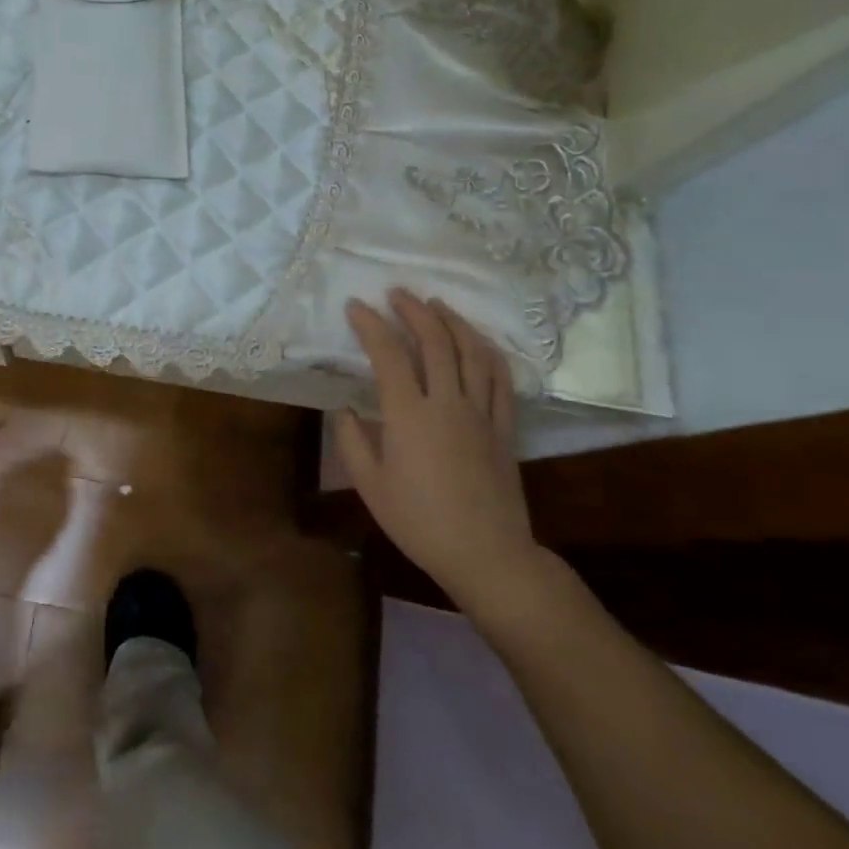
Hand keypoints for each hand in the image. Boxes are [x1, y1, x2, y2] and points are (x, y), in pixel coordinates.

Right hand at [339, 290, 540, 609]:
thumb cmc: (419, 522)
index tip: (356, 307)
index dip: (370, 325)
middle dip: (414, 310)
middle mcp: (447, 403)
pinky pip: (500, 378)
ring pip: (471, 352)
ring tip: (435, 304)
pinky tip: (477, 340)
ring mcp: (480, 412)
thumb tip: (345, 408)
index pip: (388, 355)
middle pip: (434, 342)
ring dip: (452, 321)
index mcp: (409, 415)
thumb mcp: (370, 486)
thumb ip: (352, 441)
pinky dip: (487, 350)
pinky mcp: (504, 426)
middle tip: (397, 293)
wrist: (486, 555)